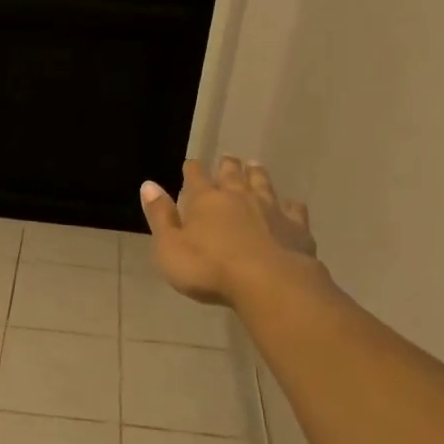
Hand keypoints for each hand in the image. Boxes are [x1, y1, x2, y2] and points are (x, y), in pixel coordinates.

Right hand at [139, 157, 322, 306]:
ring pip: (263, 183)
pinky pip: (293, 209)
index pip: (195, 177)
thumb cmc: (209, 269)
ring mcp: (270, 208)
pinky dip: (289, 205)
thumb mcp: (170, 248)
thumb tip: (148, 184)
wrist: (269, 283)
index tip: (191, 164)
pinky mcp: (296, 226)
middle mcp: (238, 196)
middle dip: (227, 166)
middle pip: (232, 174)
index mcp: (205, 200)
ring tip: (254, 166)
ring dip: (257, 174)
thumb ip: (160, 216)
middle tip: (227, 159)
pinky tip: (290, 206)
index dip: (192, 169)